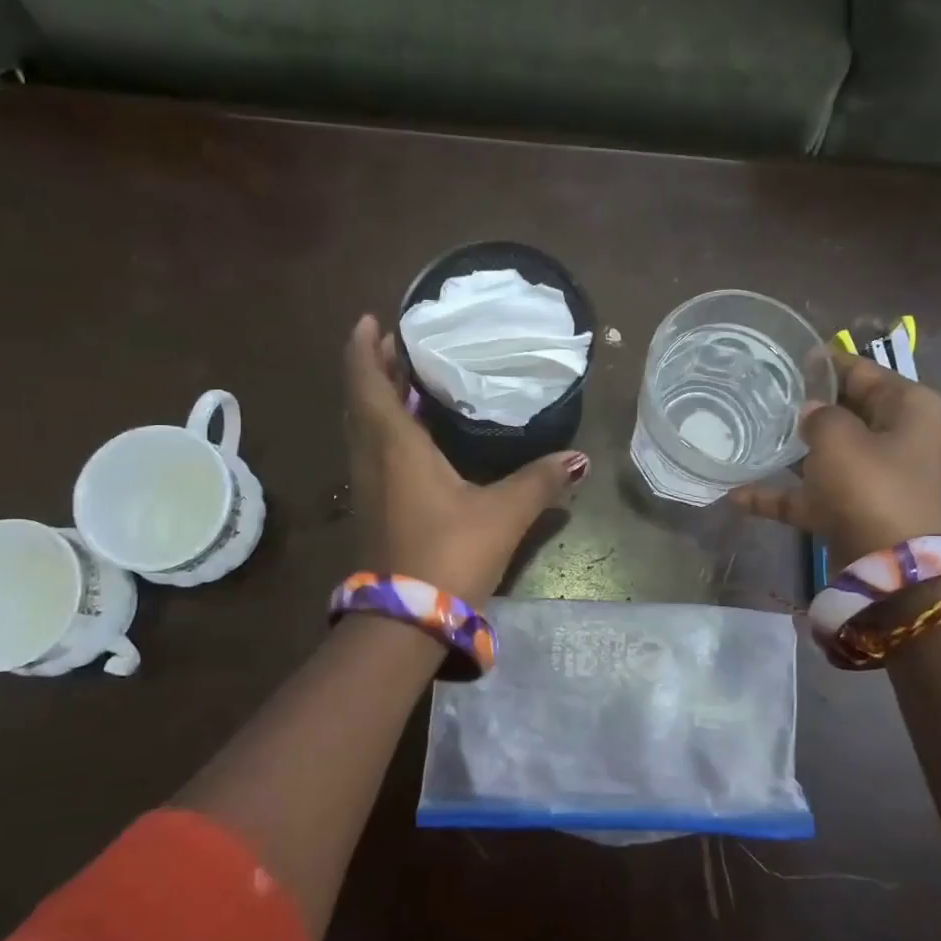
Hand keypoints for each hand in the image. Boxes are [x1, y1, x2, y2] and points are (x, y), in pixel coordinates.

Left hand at [343, 315, 587, 600]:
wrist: (405, 621)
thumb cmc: (449, 553)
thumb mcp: (502, 513)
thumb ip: (540, 482)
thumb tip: (578, 459)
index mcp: (394, 445)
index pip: (367, 381)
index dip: (365, 347)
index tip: (372, 319)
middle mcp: (371, 458)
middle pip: (362, 400)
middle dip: (376, 368)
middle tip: (401, 344)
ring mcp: (367, 486)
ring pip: (364, 428)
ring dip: (379, 399)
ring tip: (408, 380)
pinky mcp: (373, 509)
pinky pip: (371, 452)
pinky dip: (385, 429)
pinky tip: (415, 437)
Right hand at [730, 348, 940, 565]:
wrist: (895, 571)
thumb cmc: (872, 488)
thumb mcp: (840, 438)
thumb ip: (819, 415)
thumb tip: (810, 414)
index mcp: (908, 408)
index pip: (863, 372)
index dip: (826, 362)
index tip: (788, 355)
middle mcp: (896, 439)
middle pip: (844, 412)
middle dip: (805, 407)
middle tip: (761, 394)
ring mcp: (874, 479)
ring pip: (825, 455)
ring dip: (789, 452)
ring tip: (746, 437)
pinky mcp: (852, 512)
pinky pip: (811, 496)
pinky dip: (779, 496)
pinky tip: (736, 496)